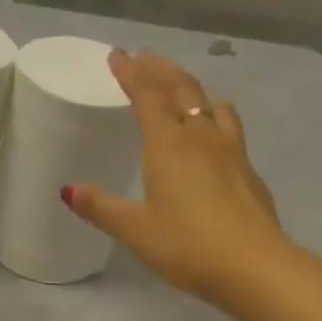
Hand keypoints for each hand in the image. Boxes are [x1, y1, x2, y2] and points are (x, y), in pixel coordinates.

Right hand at [65, 48, 287, 305]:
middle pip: (182, 88)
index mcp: (168, 145)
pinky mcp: (248, 170)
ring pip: (211, 103)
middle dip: (160, 69)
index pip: (148, 96)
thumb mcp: (135, 230)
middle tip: (144, 58)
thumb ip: (102, 208)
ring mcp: (231, 151)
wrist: (253, 265)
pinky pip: (228, 126)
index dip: (131, 73)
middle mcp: (201, 137)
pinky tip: (212, 133)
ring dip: (192, 88)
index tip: (117, 55)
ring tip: (181, 89)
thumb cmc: (187, 246)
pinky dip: (213, 115)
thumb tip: (68, 190)